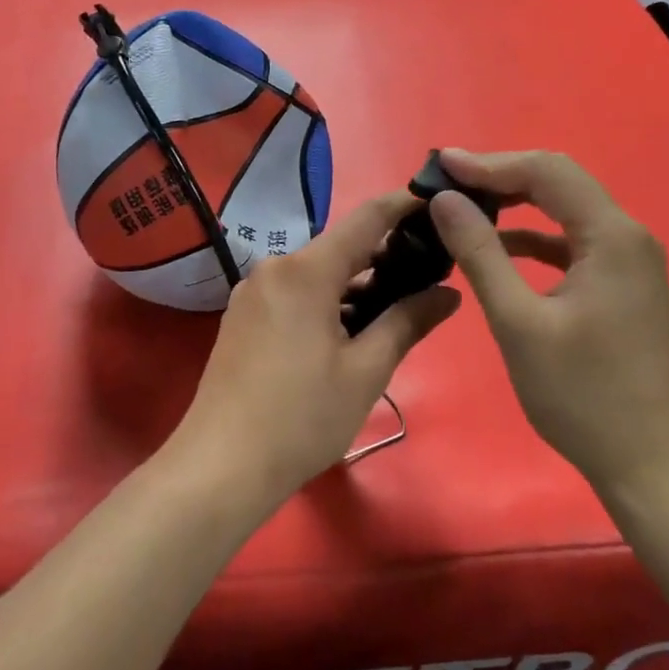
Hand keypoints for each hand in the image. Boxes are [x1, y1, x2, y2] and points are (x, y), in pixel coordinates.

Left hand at [169, 192, 460, 507]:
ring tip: (395, 310)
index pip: (365, 219)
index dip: (403, 205)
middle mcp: (275, 267)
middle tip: (428, 275)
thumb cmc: (301, 418)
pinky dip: (326, 301)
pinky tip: (348, 332)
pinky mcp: (242, 316)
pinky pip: (294, 292)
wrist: (219, 467)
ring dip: (355, 285)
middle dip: (384, 256)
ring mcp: (253, 291)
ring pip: (317, 273)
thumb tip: (449, 293)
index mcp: (306, 271)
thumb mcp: (366, 372)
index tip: (437, 202)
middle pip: (340, 248)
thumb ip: (408, 322)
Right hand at [427, 150, 668, 501]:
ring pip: (565, 211)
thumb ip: (480, 253)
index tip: (439, 165)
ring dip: (515, 204)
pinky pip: (572, 243)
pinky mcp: (622, 285)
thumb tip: (446, 200)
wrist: (655, 466)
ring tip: (463, 207)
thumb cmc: (583, 396)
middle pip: (558, 183)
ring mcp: (629, 261)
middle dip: (500, 177)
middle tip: (447, 182)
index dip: (489, 163)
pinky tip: (499, 248)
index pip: (546, 172)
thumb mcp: (519, 322)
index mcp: (611, 235)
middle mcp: (627, 236)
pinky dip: (534, 238)